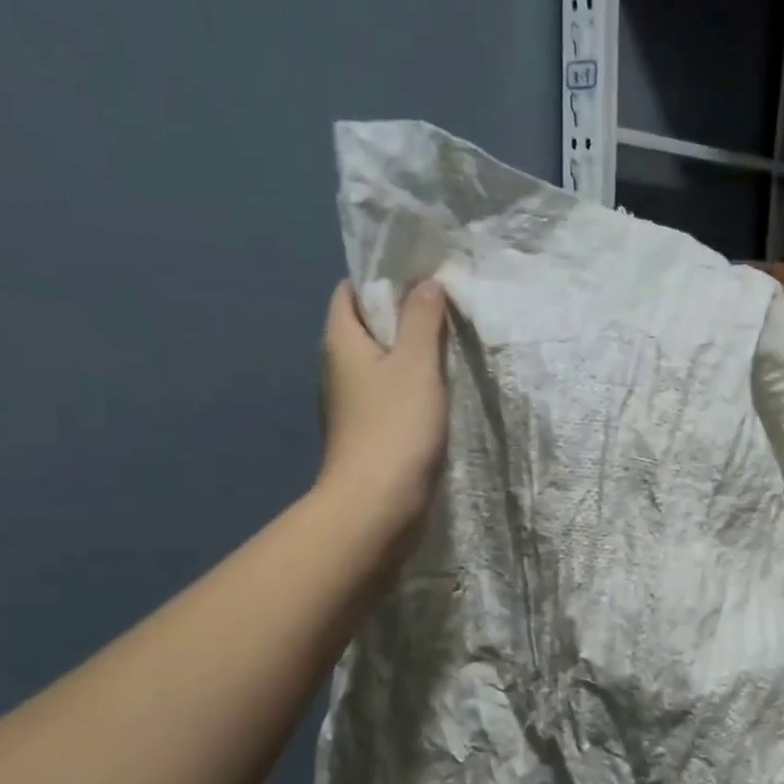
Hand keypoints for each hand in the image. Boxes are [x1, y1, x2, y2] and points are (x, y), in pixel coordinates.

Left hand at [317, 278, 449, 544]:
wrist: (376, 504)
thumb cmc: (395, 427)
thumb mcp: (417, 364)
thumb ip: (423, 320)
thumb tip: (426, 282)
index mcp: (340, 342)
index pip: (350, 291)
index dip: (382, 279)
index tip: (422, 279)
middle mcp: (336, 368)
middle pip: (366, 327)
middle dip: (401, 316)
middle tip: (444, 313)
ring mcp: (348, 404)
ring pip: (378, 363)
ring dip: (407, 355)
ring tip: (447, 350)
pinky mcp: (364, 432)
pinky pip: (385, 394)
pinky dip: (407, 387)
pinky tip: (436, 394)